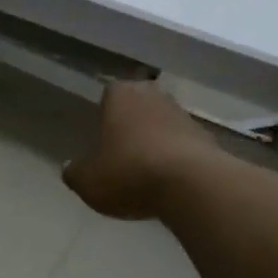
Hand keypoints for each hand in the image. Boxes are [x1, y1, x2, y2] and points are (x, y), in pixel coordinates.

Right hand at [63, 80, 215, 219]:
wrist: (191, 184)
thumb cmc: (128, 172)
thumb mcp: (87, 180)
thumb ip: (75, 172)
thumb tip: (70, 167)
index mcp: (120, 95)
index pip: (109, 93)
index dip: (105, 113)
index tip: (102, 135)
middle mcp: (153, 96)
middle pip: (139, 105)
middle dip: (132, 123)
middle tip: (121, 151)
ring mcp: (183, 115)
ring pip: (163, 124)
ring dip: (155, 140)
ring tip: (145, 171)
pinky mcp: (206, 138)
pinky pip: (183, 145)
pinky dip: (175, 158)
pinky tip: (169, 182)